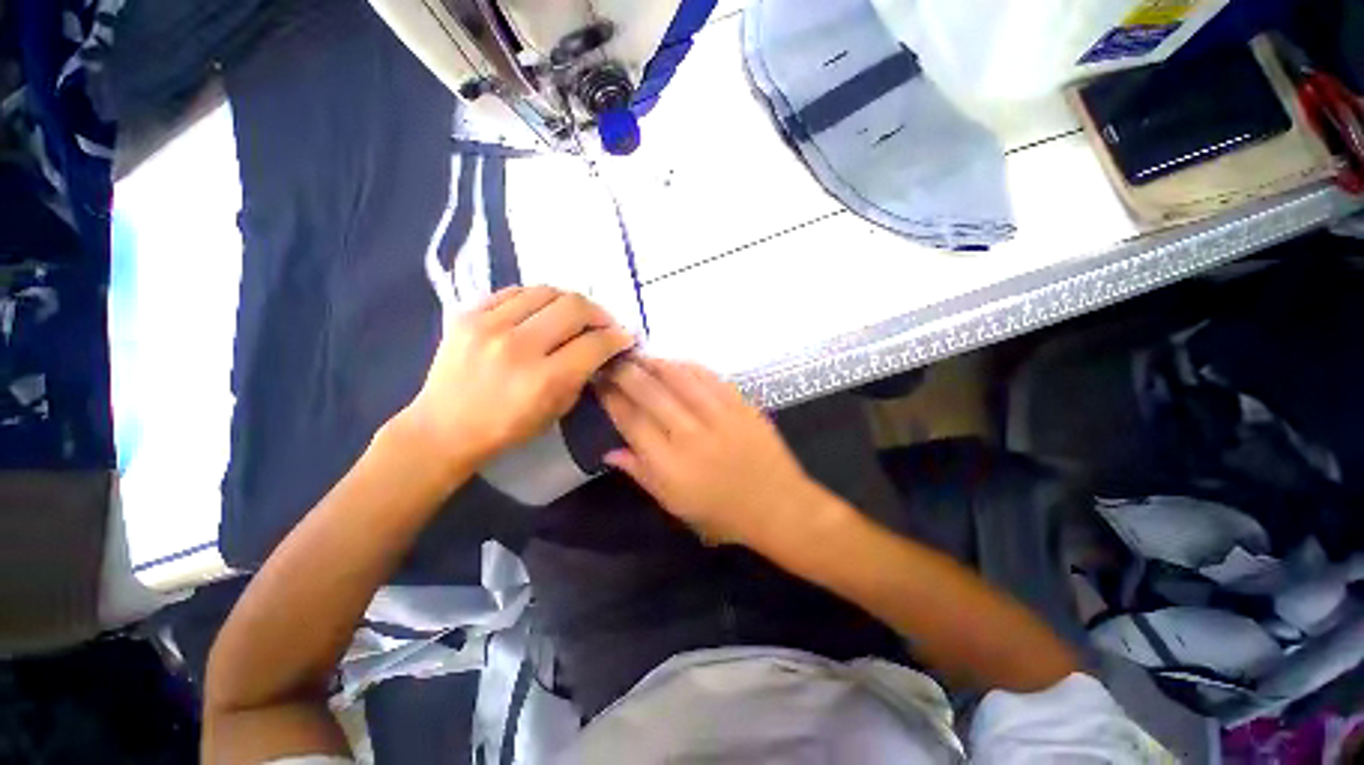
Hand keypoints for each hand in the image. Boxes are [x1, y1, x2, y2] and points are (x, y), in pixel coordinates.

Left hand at [403, 286, 634, 474]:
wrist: (443, 427)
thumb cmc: (507, 428)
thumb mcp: (557, 410)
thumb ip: (581, 375)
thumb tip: (601, 348)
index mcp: (544, 379)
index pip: (595, 344)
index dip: (617, 338)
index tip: (625, 337)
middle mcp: (519, 346)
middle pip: (574, 307)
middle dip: (599, 313)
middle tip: (604, 322)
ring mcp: (489, 325)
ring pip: (547, 291)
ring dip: (570, 301)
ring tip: (574, 314)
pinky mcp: (467, 314)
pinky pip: (515, 291)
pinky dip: (537, 298)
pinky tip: (541, 311)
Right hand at [598, 357, 822, 547]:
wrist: (777, 505)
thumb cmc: (722, 514)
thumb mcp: (675, 505)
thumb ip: (641, 474)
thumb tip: (608, 452)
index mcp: (669, 464)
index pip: (631, 421)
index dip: (612, 398)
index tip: (600, 383)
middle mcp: (689, 434)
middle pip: (650, 393)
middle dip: (626, 372)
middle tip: (612, 361)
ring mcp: (718, 415)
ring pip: (678, 378)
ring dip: (655, 363)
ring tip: (639, 355)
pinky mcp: (740, 404)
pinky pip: (709, 377)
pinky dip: (688, 366)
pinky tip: (675, 362)